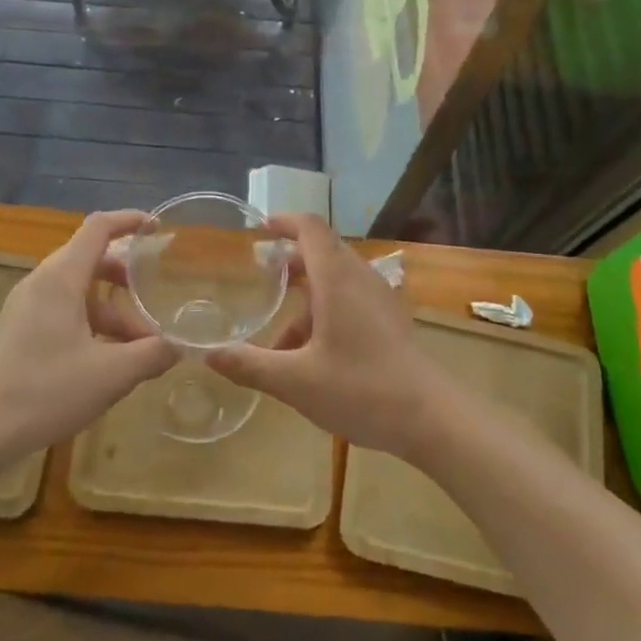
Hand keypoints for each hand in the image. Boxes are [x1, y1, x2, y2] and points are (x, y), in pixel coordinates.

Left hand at [0, 210, 176, 457]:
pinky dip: (90, 324)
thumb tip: (178, 347)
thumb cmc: (45, 391)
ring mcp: (25, 307)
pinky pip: (62, 312)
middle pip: (89, 259)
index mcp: (61, 278)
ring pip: (77, 292)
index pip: (98, 228)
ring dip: (111, 310)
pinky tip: (105, 362)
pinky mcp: (18, 331)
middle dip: (126, 276)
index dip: (129, 221)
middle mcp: (41, 283)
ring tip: (138, 348)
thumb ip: (151, 355)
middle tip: (152, 297)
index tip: (157, 228)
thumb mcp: (111, 374)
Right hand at [207, 214, 451, 458]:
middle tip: (261, 280)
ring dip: (305, 300)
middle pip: (322, 253)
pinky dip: (324, 315)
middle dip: (290, 263)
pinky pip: (350, 302)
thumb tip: (207, 353)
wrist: (432, 419)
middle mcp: (360, 279)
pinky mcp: (390, 322)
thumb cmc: (361, 389)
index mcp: (337, 279)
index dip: (284, 222)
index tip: (259, 229)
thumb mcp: (296, 381)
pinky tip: (310, 359)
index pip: (310, 228)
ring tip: (278, 341)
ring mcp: (379, 301)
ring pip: (336, 283)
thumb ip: (250, 365)